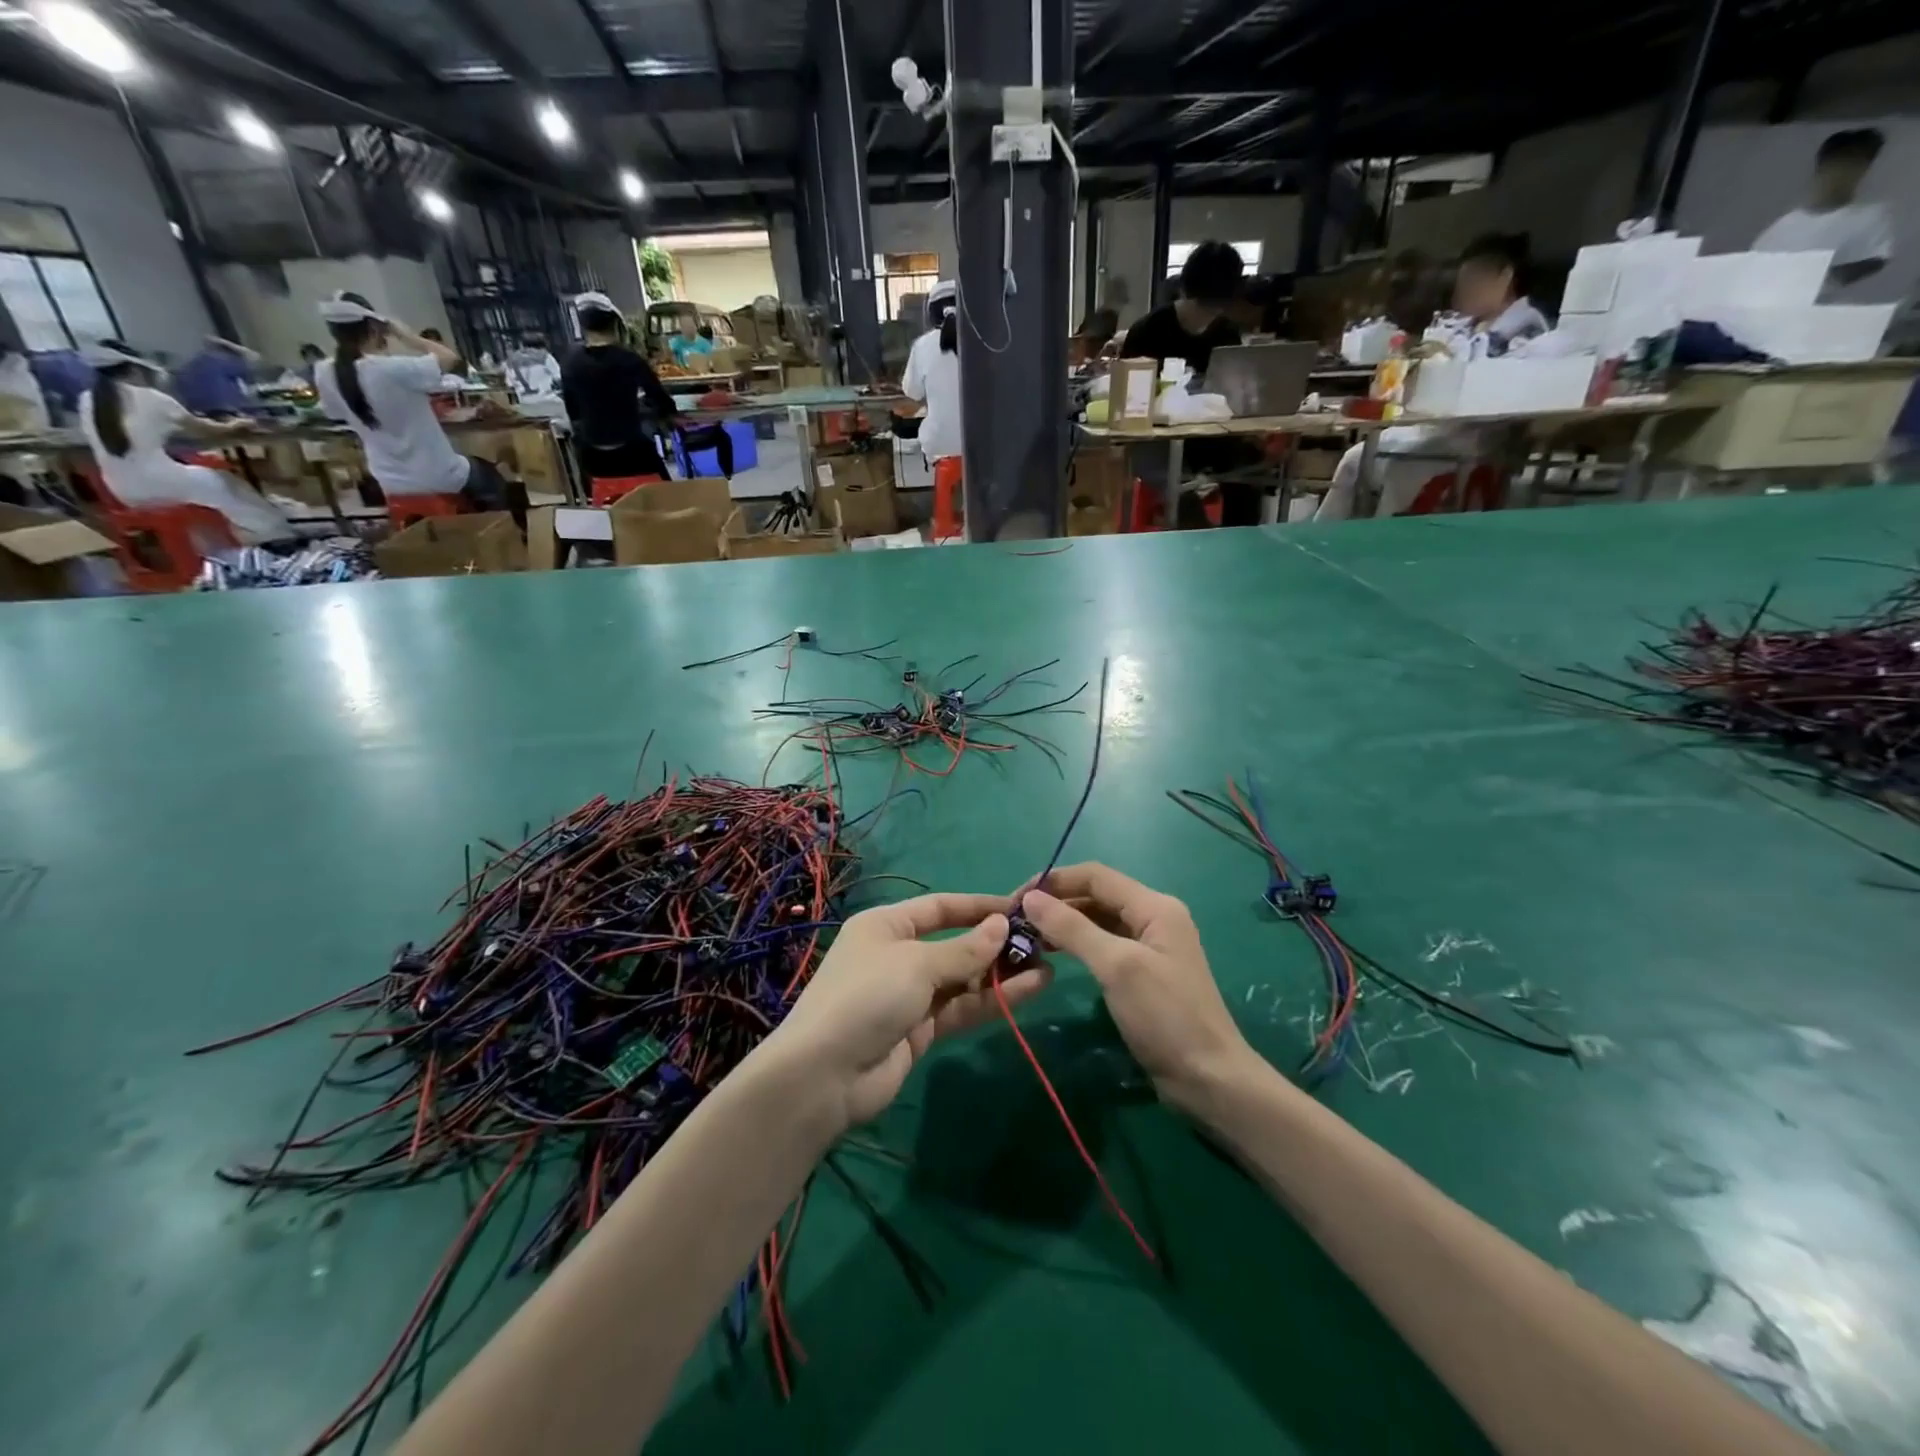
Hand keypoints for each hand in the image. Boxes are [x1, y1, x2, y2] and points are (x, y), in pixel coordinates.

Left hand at [764, 893, 1051, 1131]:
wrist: (824, 1076)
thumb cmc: (867, 997)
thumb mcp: (917, 964)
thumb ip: (964, 949)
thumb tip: (1003, 925)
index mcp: (887, 926)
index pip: (941, 908)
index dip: (979, 907)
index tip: (1021, 908)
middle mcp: (899, 955)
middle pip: (955, 943)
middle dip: (995, 944)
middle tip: (1042, 943)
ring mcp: (910, 995)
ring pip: (963, 979)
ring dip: (1001, 974)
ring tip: (1047, 967)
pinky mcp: (920, 1031)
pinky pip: (961, 1008)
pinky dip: (992, 1000)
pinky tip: (1030, 990)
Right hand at [1021, 864, 1252, 1114]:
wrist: (1209, 1079)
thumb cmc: (1164, 1016)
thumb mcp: (1116, 966)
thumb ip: (1073, 928)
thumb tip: (1031, 898)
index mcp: (1154, 906)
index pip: (1095, 875)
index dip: (1054, 881)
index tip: (1016, 898)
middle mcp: (1153, 917)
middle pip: (1096, 895)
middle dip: (1056, 902)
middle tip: (1015, 921)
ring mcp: (1149, 945)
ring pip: (1098, 920)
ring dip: (1064, 923)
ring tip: (1026, 937)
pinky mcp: (1143, 972)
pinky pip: (1103, 944)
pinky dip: (1077, 944)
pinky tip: (1051, 954)